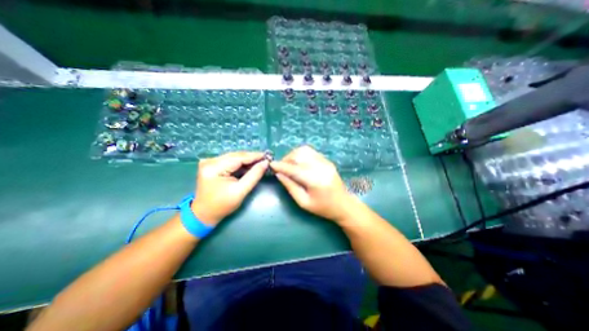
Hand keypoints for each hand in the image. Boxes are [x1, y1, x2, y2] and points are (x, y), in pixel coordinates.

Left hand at [193, 151, 268, 224]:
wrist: (204, 214)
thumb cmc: (222, 205)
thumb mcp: (241, 191)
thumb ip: (254, 175)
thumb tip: (265, 163)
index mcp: (214, 167)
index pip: (238, 158)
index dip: (254, 156)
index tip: (267, 156)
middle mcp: (210, 161)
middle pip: (236, 155)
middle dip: (251, 157)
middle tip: (265, 159)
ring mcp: (210, 162)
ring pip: (234, 157)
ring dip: (247, 160)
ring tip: (260, 162)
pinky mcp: (212, 165)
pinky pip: (230, 161)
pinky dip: (241, 163)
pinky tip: (249, 166)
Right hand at [270, 146, 353, 220]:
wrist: (344, 204)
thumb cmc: (323, 208)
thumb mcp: (303, 202)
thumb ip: (290, 186)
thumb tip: (279, 174)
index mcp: (315, 180)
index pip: (294, 169)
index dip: (281, 166)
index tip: (271, 164)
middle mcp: (321, 167)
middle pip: (299, 155)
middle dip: (286, 159)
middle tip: (281, 167)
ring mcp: (325, 162)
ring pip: (304, 150)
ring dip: (293, 155)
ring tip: (289, 164)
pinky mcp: (327, 160)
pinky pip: (311, 152)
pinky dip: (301, 154)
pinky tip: (298, 163)